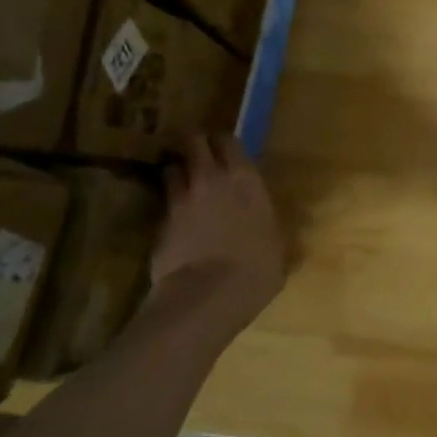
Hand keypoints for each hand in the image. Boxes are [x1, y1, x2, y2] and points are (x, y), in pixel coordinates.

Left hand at [149, 134, 286, 329]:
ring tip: (183, 181)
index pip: (228, 141)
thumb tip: (278, 231)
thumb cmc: (256, 268)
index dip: (224, 142)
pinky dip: (169, 203)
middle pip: (194, 143)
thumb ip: (272, 228)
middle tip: (199, 153)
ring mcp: (181, 199)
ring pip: (171, 168)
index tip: (226, 148)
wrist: (205, 296)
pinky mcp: (159, 223)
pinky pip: (164, 202)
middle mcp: (211, 179)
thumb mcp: (278, 246)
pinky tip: (176, 216)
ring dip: (177, 171)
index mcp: (245, 179)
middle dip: (194, 144)